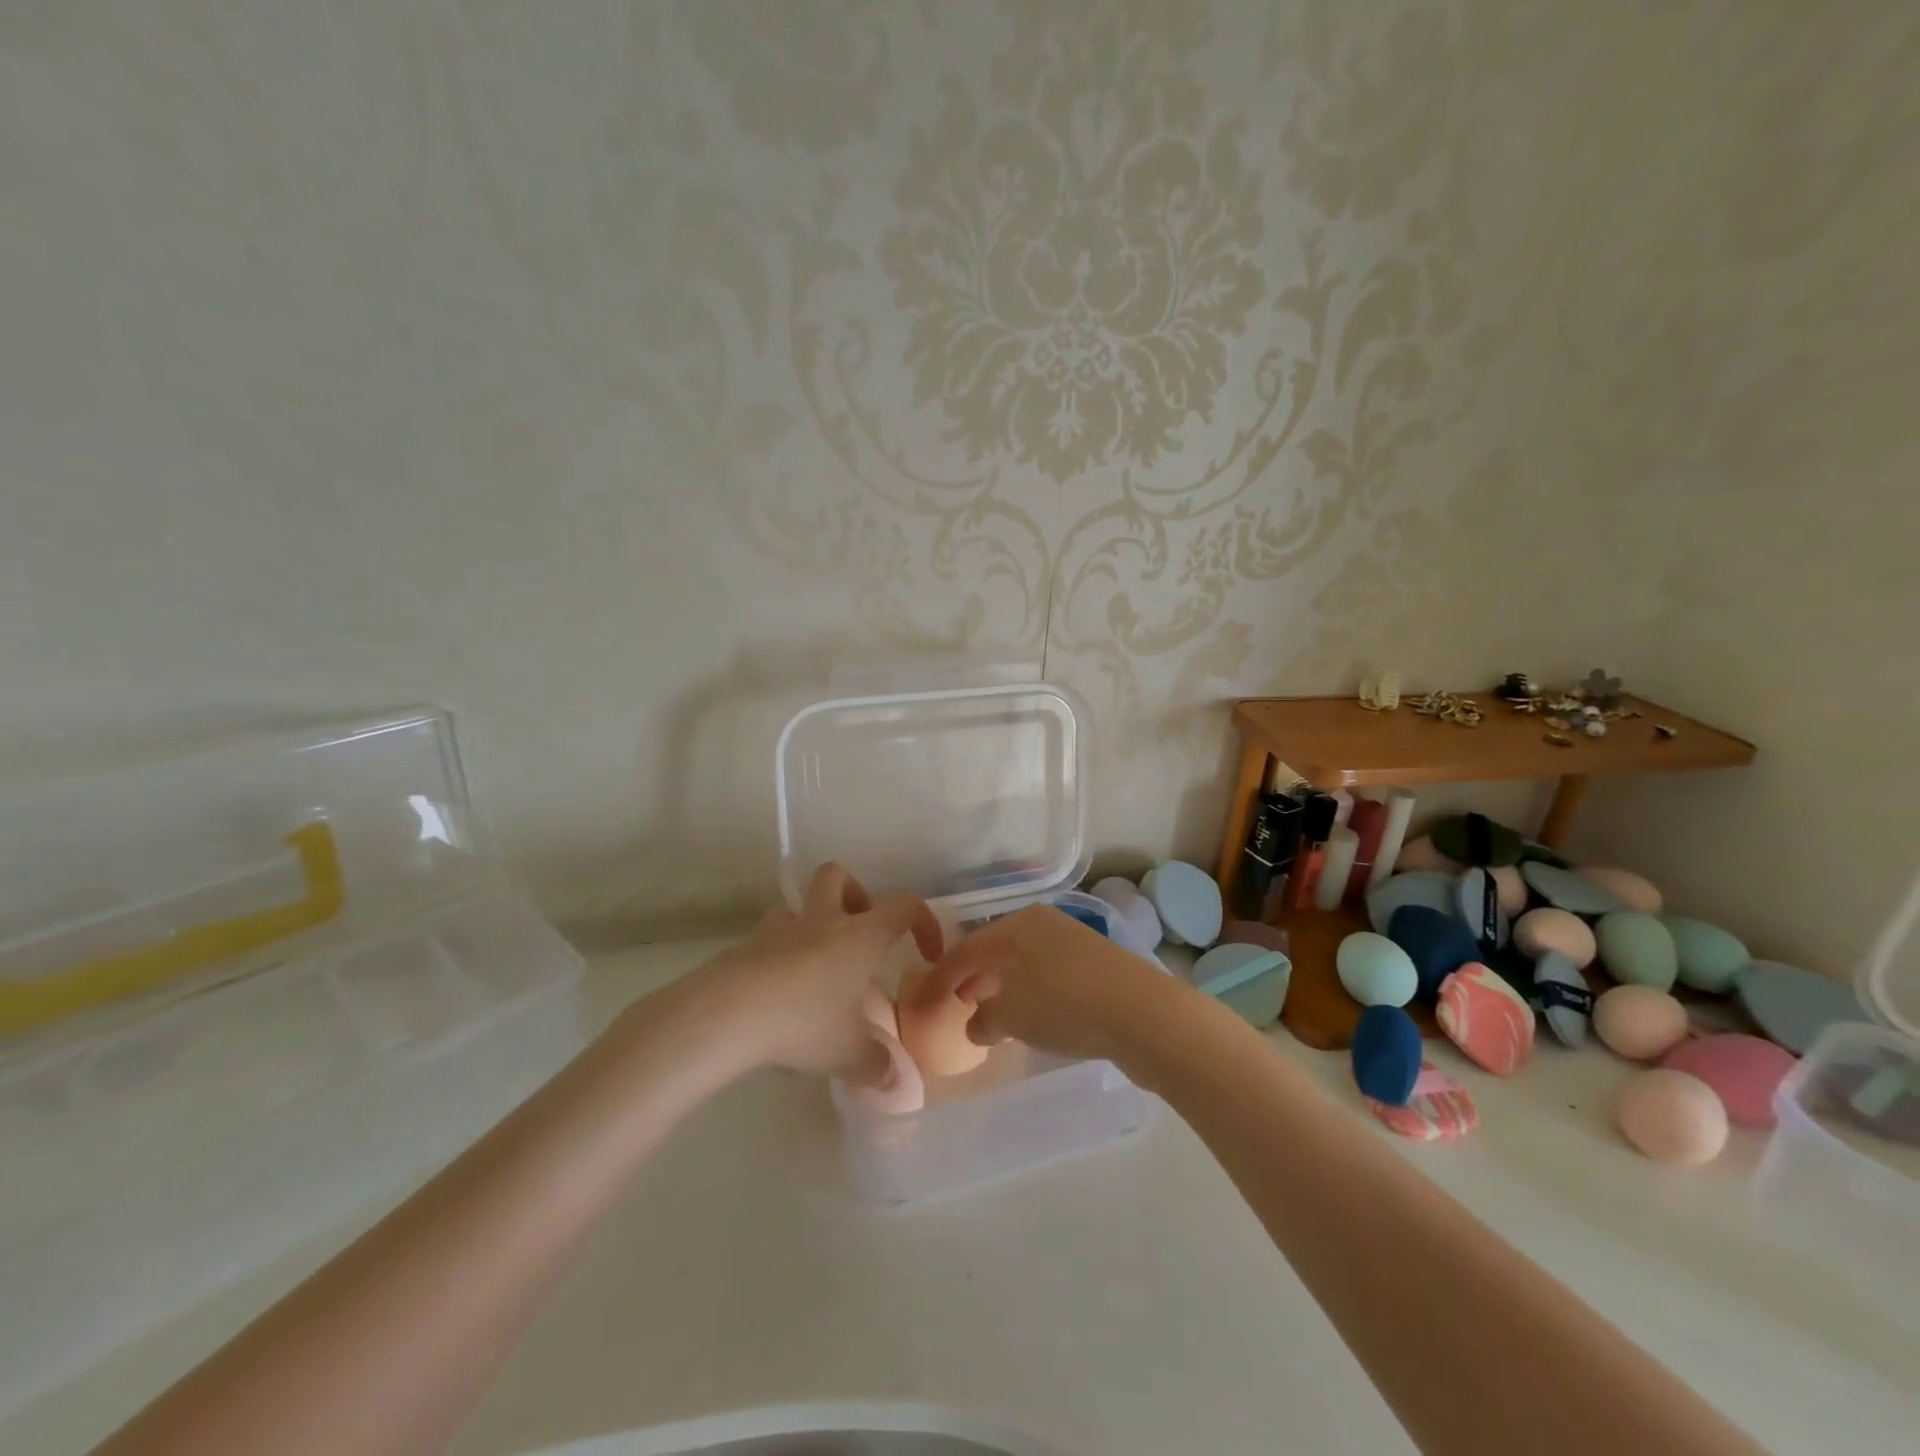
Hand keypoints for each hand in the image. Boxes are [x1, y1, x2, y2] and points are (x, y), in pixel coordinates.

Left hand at [693, 863, 943, 1075]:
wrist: (728, 1013)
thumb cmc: (804, 1021)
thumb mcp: (849, 1052)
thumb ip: (877, 1065)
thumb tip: (895, 1081)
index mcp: (860, 936)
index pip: (904, 906)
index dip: (923, 922)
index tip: (926, 953)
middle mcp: (822, 921)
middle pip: (837, 876)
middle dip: (854, 894)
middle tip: (859, 934)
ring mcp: (779, 930)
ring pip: (796, 905)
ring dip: (809, 923)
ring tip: (814, 966)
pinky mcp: (745, 947)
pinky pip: (767, 938)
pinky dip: (778, 954)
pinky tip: (778, 990)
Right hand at [918, 905, 1174, 1061]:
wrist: (1144, 1013)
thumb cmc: (1065, 1004)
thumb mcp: (1014, 1016)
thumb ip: (985, 1020)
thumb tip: (976, 1025)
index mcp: (1019, 925)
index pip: (968, 948)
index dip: (942, 977)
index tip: (923, 1001)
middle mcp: (1045, 925)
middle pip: (998, 949)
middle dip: (975, 976)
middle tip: (958, 1002)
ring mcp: (1075, 943)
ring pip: (1025, 963)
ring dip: (1004, 987)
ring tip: (992, 1013)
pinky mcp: (1098, 967)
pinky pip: (1050, 976)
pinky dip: (1032, 994)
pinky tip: (1033, 1018)